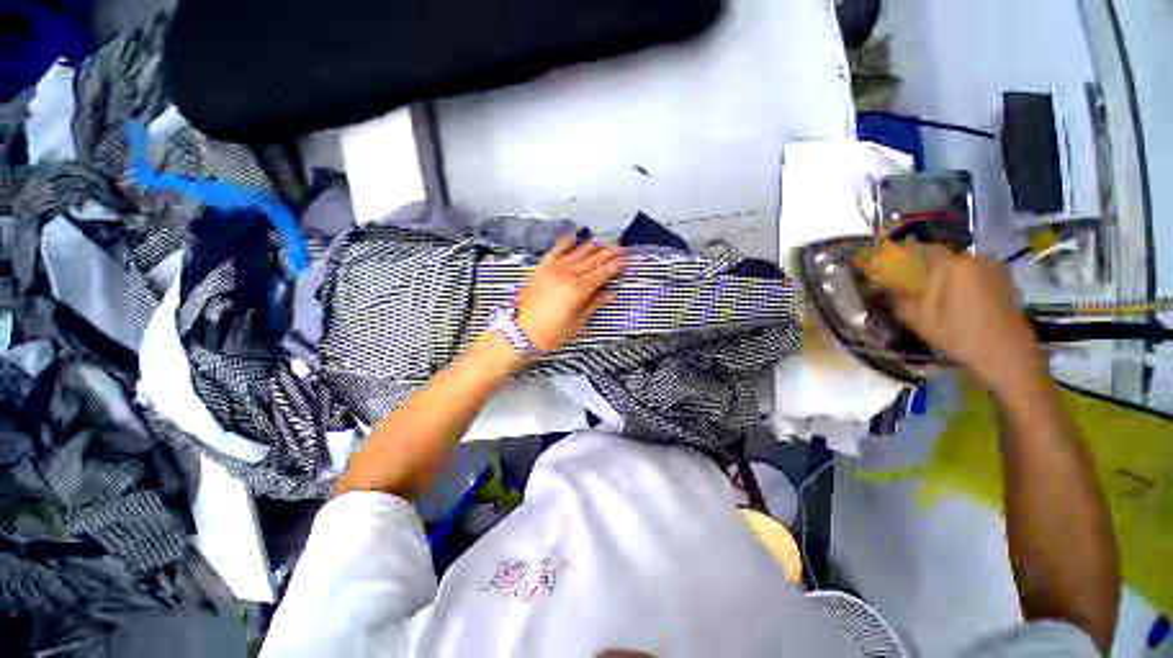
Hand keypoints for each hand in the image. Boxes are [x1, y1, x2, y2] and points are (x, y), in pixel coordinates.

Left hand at [515, 236, 622, 351]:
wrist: (522, 333)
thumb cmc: (553, 332)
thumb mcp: (578, 322)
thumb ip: (594, 304)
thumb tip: (611, 294)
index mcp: (578, 289)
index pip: (602, 272)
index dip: (616, 265)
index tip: (627, 259)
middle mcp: (567, 274)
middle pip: (592, 260)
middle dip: (609, 252)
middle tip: (622, 246)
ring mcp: (553, 269)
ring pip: (577, 253)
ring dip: (592, 246)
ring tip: (605, 242)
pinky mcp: (541, 268)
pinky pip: (555, 251)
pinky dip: (566, 242)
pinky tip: (574, 236)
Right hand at [864, 243, 1046, 395]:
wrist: (1007, 354)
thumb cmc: (958, 334)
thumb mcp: (919, 318)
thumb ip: (898, 295)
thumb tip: (884, 284)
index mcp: (953, 265)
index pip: (922, 248)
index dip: (904, 254)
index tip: (891, 263)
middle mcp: (975, 258)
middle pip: (942, 256)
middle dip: (924, 266)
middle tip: (911, 282)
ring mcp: (994, 267)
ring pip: (959, 265)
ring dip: (944, 274)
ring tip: (933, 293)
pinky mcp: (1004, 280)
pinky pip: (974, 272)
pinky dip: (961, 280)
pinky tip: (956, 299)